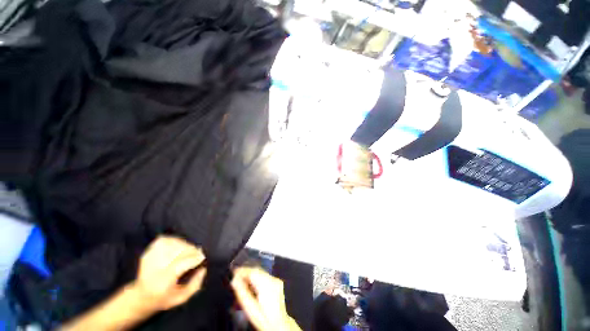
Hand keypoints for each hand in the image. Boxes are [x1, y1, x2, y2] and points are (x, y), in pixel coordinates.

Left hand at [132, 236, 205, 311]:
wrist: (140, 297)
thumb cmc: (163, 299)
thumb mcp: (181, 298)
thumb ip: (195, 285)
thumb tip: (203, 269)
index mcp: (162, 282)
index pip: (181, 263)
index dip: (195, 258)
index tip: (202, 258)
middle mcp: (154, 270)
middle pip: (177, 252)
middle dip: (191, 250)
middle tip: (198, 253)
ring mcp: (149, 260)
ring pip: (171, 244)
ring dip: (184, 245)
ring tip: (188, 250)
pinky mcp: (147, 253)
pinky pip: (163, 241)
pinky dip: (173, 241)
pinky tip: (178, 245)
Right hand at [231, 267, 300, 330]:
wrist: (279, 324)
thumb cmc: (263, 318)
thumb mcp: (250, 308)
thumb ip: (242, 293)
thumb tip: (234, 281)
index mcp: (266, 285)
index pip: (253, 272)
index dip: (242, 271)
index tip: (234, 272)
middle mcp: (273, 279)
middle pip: (257, 270)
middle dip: (246, 272)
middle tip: (236, 277)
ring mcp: (276, 280)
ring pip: (260, 272)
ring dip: (251, 274)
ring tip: (241, 280)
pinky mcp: (277, 282)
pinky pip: (264, 275)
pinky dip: (256, 277)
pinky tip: (251, 284)